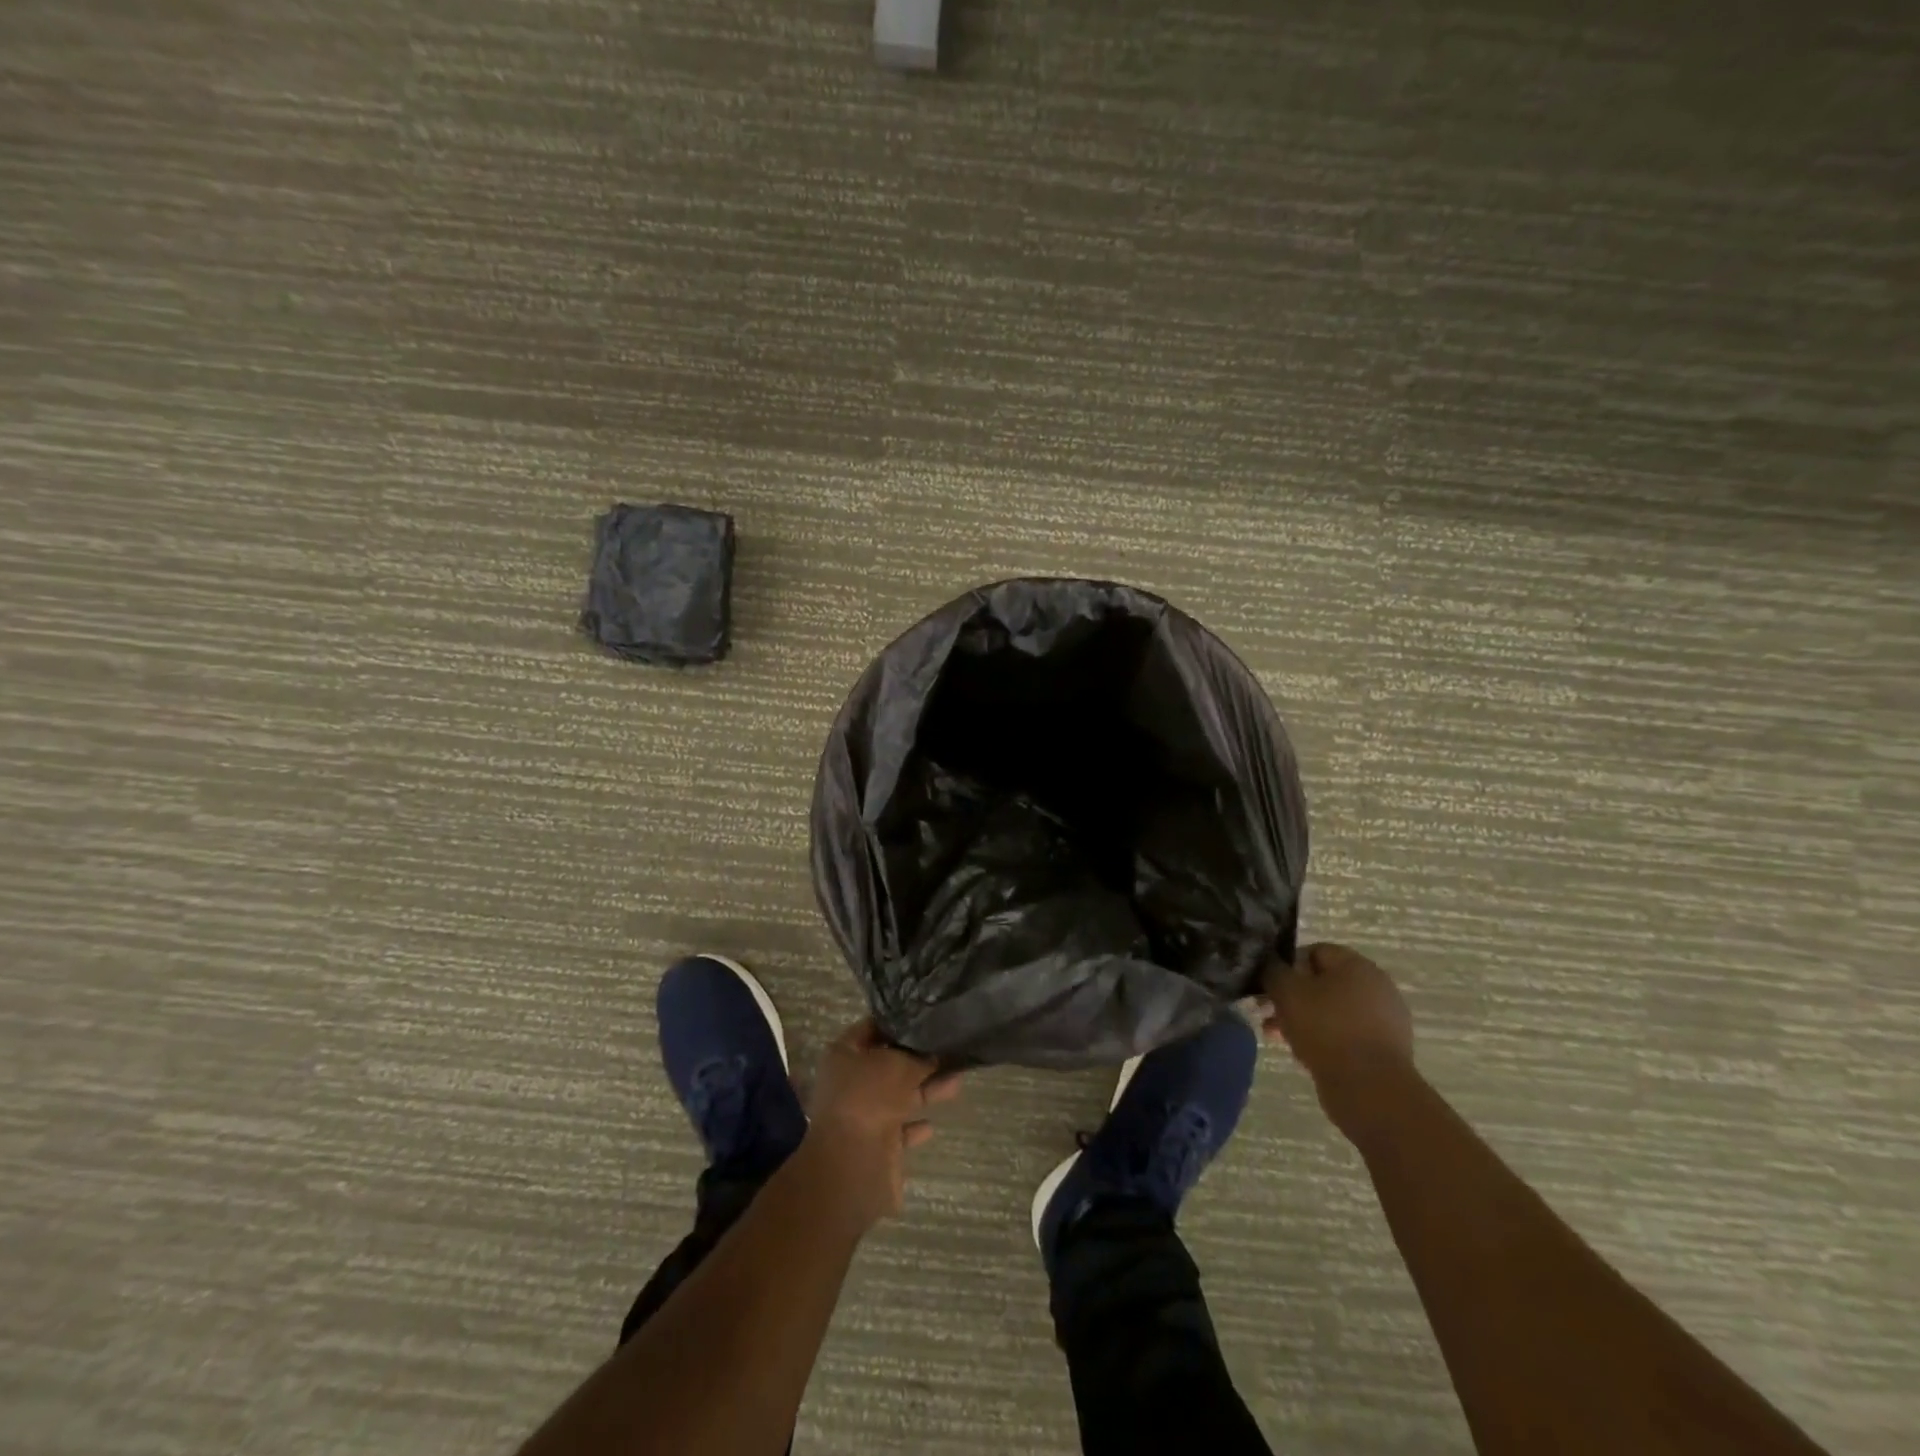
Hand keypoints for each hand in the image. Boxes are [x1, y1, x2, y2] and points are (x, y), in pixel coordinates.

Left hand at [800, 1020, 960, 1229]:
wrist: (853, 1164)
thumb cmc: (869, 1098)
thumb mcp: (899, 1065)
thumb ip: (919, 1057)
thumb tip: (934, 1054)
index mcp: (843, 1055)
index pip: (871, 1028)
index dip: (896, 1021)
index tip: (924, 1016)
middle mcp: (850, 1083)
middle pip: (888, 1064)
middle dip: (917, 1058)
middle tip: (948, 1046)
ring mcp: (862, 1115)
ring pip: (898, 1096)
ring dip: (926, 1089)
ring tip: (958, 1078)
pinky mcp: (876, 1145)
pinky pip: (900, 1130)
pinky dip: (915, 1126)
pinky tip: (933, 1123)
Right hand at [1262, 942, 1414, 1135]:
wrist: (1369, 1089)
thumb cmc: (1325, 1029)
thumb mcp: (1286, 991)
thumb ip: (1273, 970)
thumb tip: (1269, 963)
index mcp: (1357, 965)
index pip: (1314, 951)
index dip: (1286, 965)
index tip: (1268, 985)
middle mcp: (1377, 986)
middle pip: (1323, 982)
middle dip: (1291, 996)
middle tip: (1267, 1013)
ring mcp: (1384, 1020)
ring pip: (1332, 1010)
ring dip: (1303, 1019)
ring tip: (1277, 1035)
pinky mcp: (1384, 1049)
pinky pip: (1345, 1034)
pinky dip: (1324, 1038)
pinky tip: (1303, 1053)